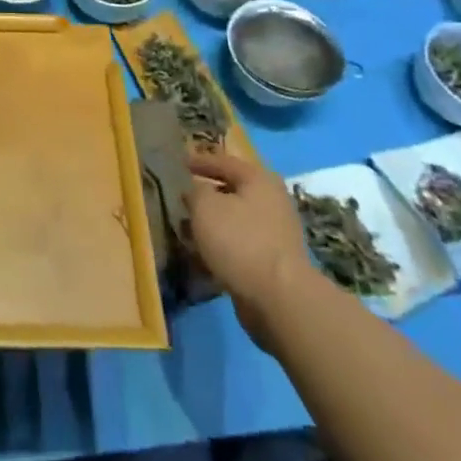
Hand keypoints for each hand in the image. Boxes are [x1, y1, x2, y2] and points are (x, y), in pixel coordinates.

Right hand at [186, 150, 309, 326]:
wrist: (279, 299)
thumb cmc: (240, 240)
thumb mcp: (205, 206)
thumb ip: (196, 192)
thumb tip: (197, 192)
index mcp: (259, 179)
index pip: (224, 162)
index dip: (200, 162)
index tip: (181, 163)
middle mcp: (273, 201)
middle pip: (234, 191)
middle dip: (208, 195)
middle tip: (185, 198)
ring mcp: (277, 234)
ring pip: (237, 220)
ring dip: (214, 223)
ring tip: (189, 229)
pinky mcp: (275, 263)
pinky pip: (242, 245)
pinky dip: (223, 245)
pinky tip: (205, 254)